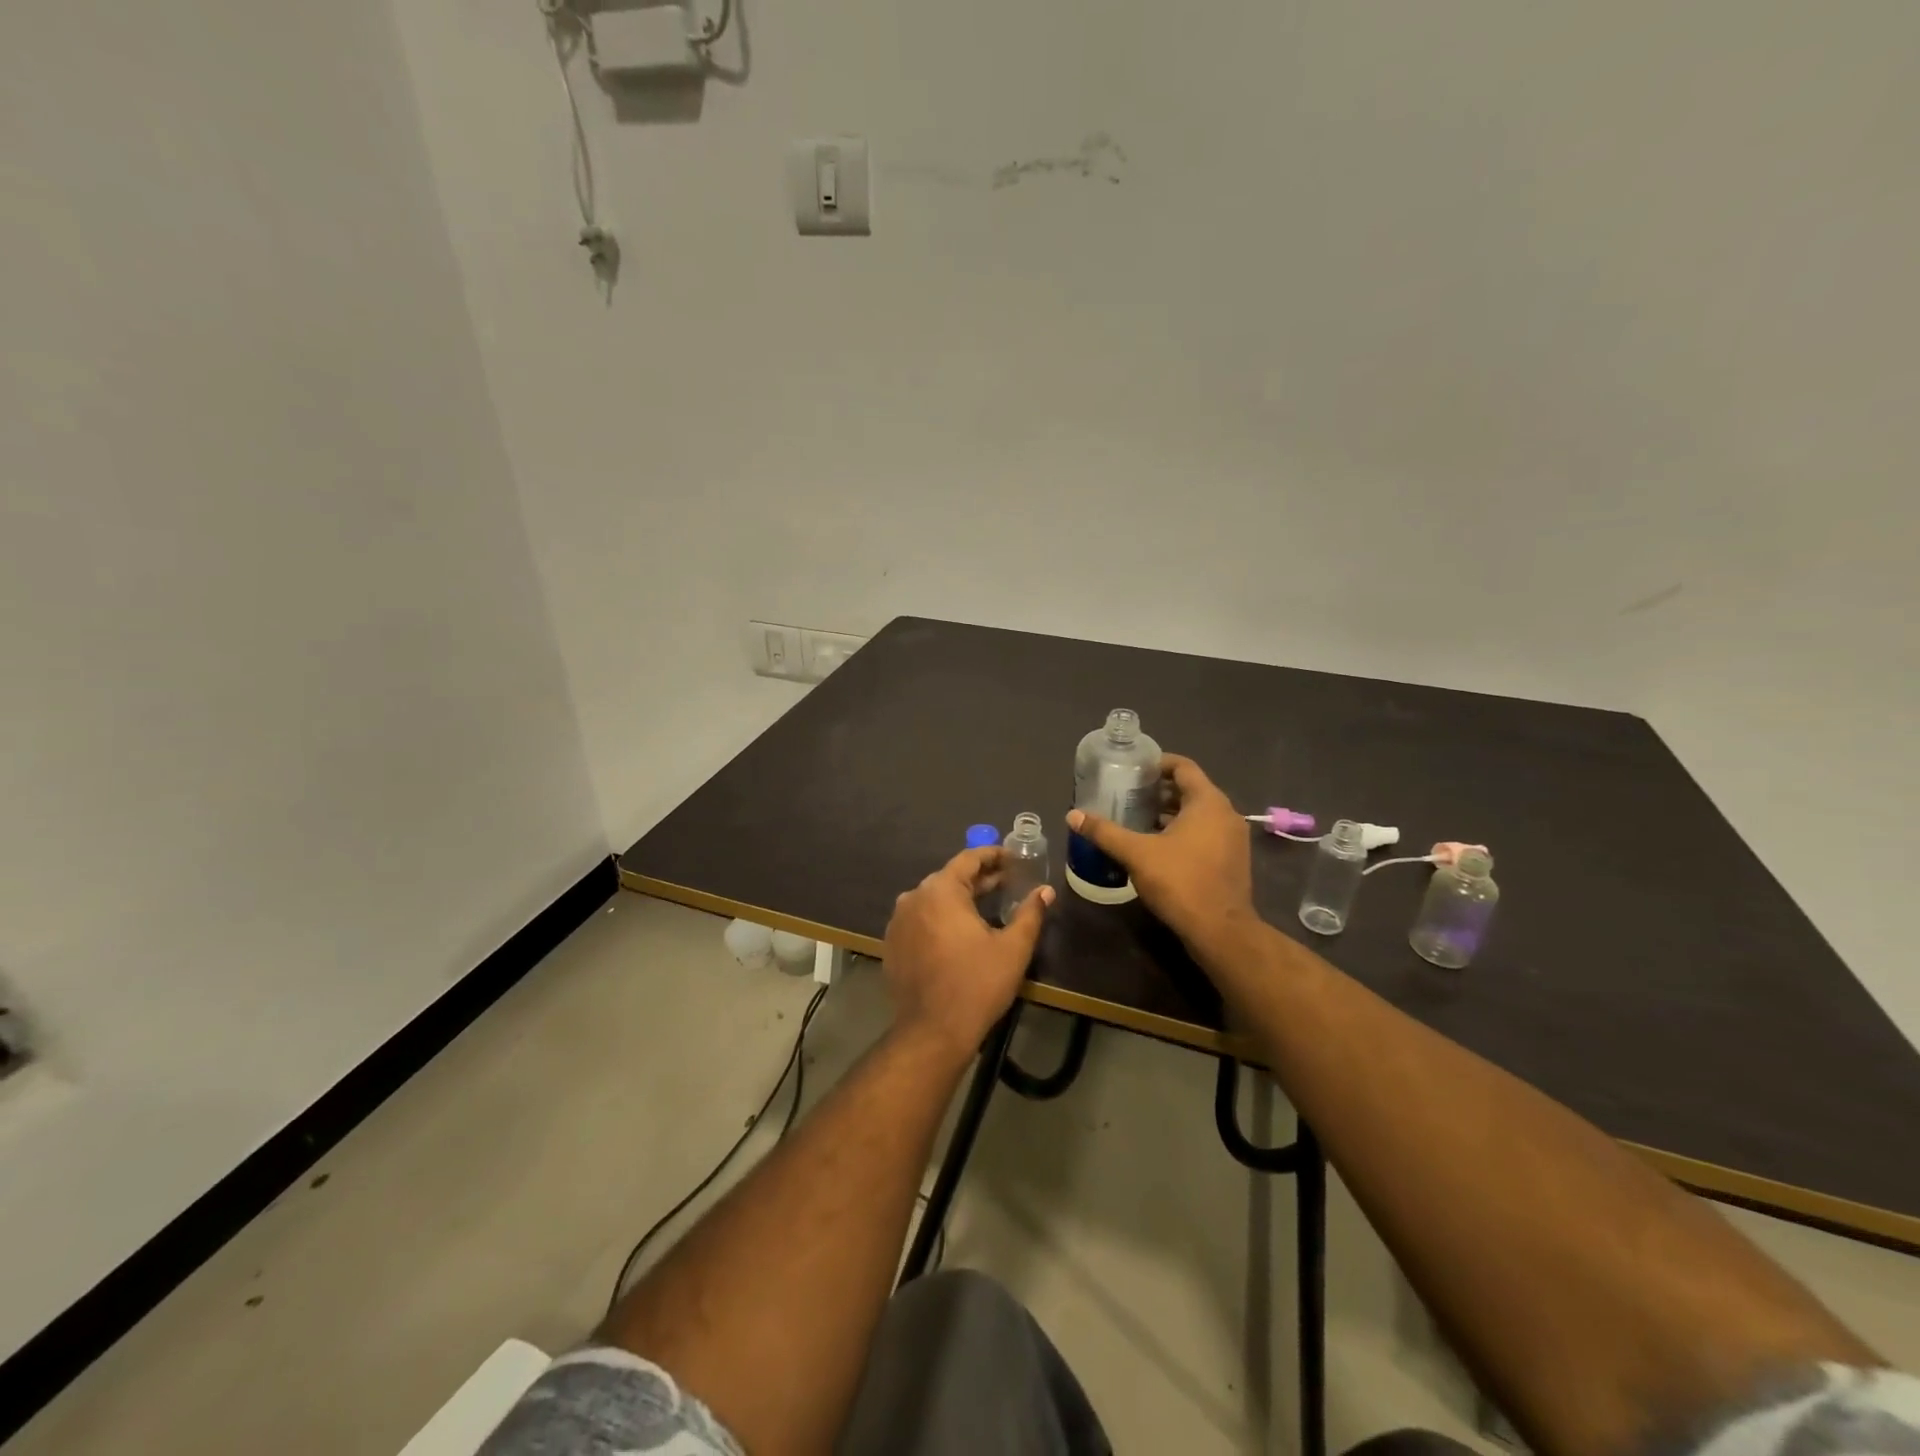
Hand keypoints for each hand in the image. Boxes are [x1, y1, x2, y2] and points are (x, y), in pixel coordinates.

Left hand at [882, 847, 1052, 1063]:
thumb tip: (1045, 891)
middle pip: (949, 877)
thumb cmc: (977, 984)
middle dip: (979, 878)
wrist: (932, 1031)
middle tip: (1007, 881)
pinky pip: (920, 919)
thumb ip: (1030, 913)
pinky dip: (940, 918)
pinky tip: (959, 932)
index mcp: (941, 890)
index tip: (1012, 858)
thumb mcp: (1012, 948)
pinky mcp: (893, 943)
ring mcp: (898, 921)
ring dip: (959, 898)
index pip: (968, 859)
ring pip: (933, 898)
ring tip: (986, 905)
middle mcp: (914, 897)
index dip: (993, 855)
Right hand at [1067, 753, 1256, 952]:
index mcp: (1207, 802)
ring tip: (1138, 819)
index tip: (1134, 770)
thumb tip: (1073, 815)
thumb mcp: (1136, 854)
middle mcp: (1226, 813)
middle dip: (1160, 790)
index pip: (1183, 767)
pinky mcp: (1232, 859)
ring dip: (1171, 812)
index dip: (1158, 764)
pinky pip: (1207, 832)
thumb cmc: (1180, 881)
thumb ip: (1105, 832)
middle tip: (1129, 795)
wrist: (1220, 930)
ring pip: (1199, 813)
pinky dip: (1184, 830)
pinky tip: (1158, 845)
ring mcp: (1233, 838)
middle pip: (1191, 789)